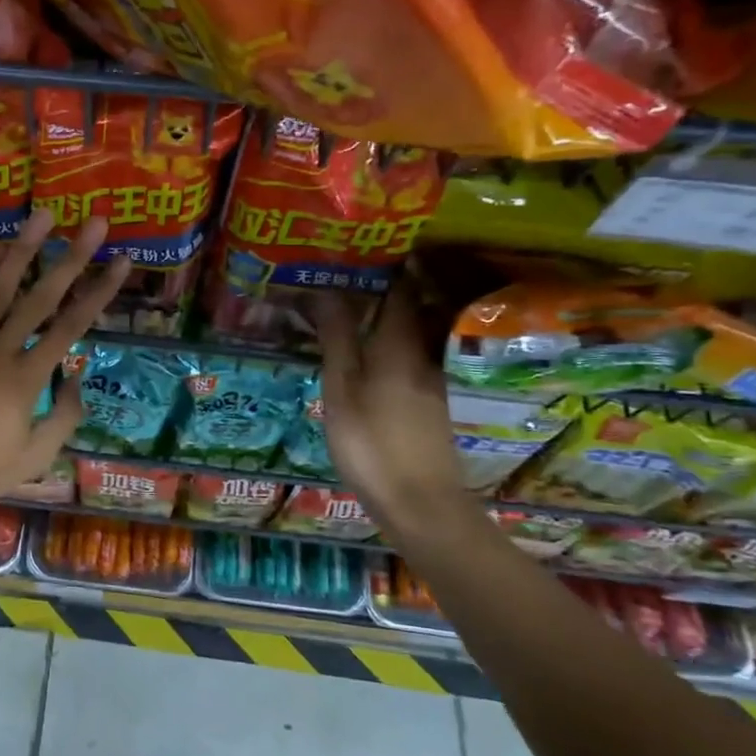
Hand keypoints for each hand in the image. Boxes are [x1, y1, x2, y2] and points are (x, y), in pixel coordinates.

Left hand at [0, 210, 129, 513]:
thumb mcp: (35, 456)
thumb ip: (64, 415)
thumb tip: (76, 375)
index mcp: (25, 381)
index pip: (71, 326)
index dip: (100, 291)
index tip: (121, 262)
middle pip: (41, 296)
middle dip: (72, 257)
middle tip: (95, 223)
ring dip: (23, 249)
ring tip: (43, 216)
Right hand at [315, 290, 467, 533]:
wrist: (420, 503)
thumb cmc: (371, 442)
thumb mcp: (342, 388)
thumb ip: (337, 338)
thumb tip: (327, 289)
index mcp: (398, 342)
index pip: (397, 287)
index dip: (378, 266)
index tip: (350, 252)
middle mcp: (420, 352)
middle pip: (404, 307)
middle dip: (375, 288)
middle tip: (336, 278)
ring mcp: (428, 378)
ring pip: (405, 331)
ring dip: (378, 316)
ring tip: (341, 311)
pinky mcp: (427, 401)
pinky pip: (405, 355)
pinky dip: (384, 343)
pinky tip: (362, 355)